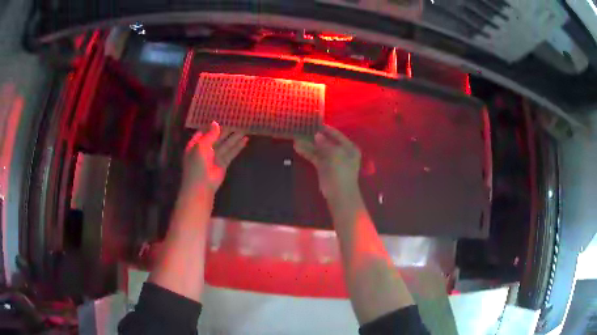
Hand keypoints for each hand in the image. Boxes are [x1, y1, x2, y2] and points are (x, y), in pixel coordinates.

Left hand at [182, 121, 247, 195]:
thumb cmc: (197, 164)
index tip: (223, 116)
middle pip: (217, 137)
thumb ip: (210, 134)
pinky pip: (231, 153)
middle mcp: (205, 149)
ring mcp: (215, 157)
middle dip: (227, 130)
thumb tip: (216, 123)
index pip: (205, 131)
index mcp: (196, 144)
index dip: (213, 125)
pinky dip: (238, 147)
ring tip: (244, 128)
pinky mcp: (223, 163)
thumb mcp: (201, 146)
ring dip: (234, 137)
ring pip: (226, 144)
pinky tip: (245, 140)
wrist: (201, 186)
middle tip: (237, 121)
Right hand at [294, 125, 360, 201]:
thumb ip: (325, 144)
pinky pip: (315, 157)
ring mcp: (332, 160)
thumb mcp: (335, 155)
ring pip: (319, 149)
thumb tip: (317, 134)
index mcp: (349, 148)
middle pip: (326, 141)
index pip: (336, 135)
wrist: (339, 194)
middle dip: (314, 136)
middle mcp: (341, 152)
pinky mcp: (323, 168)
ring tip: (296, 137)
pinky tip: (298, 147)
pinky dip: (307, 152)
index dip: (326, 129)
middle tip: (302, 129)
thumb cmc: (341, 172)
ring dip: (308, 144)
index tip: (314, 123)